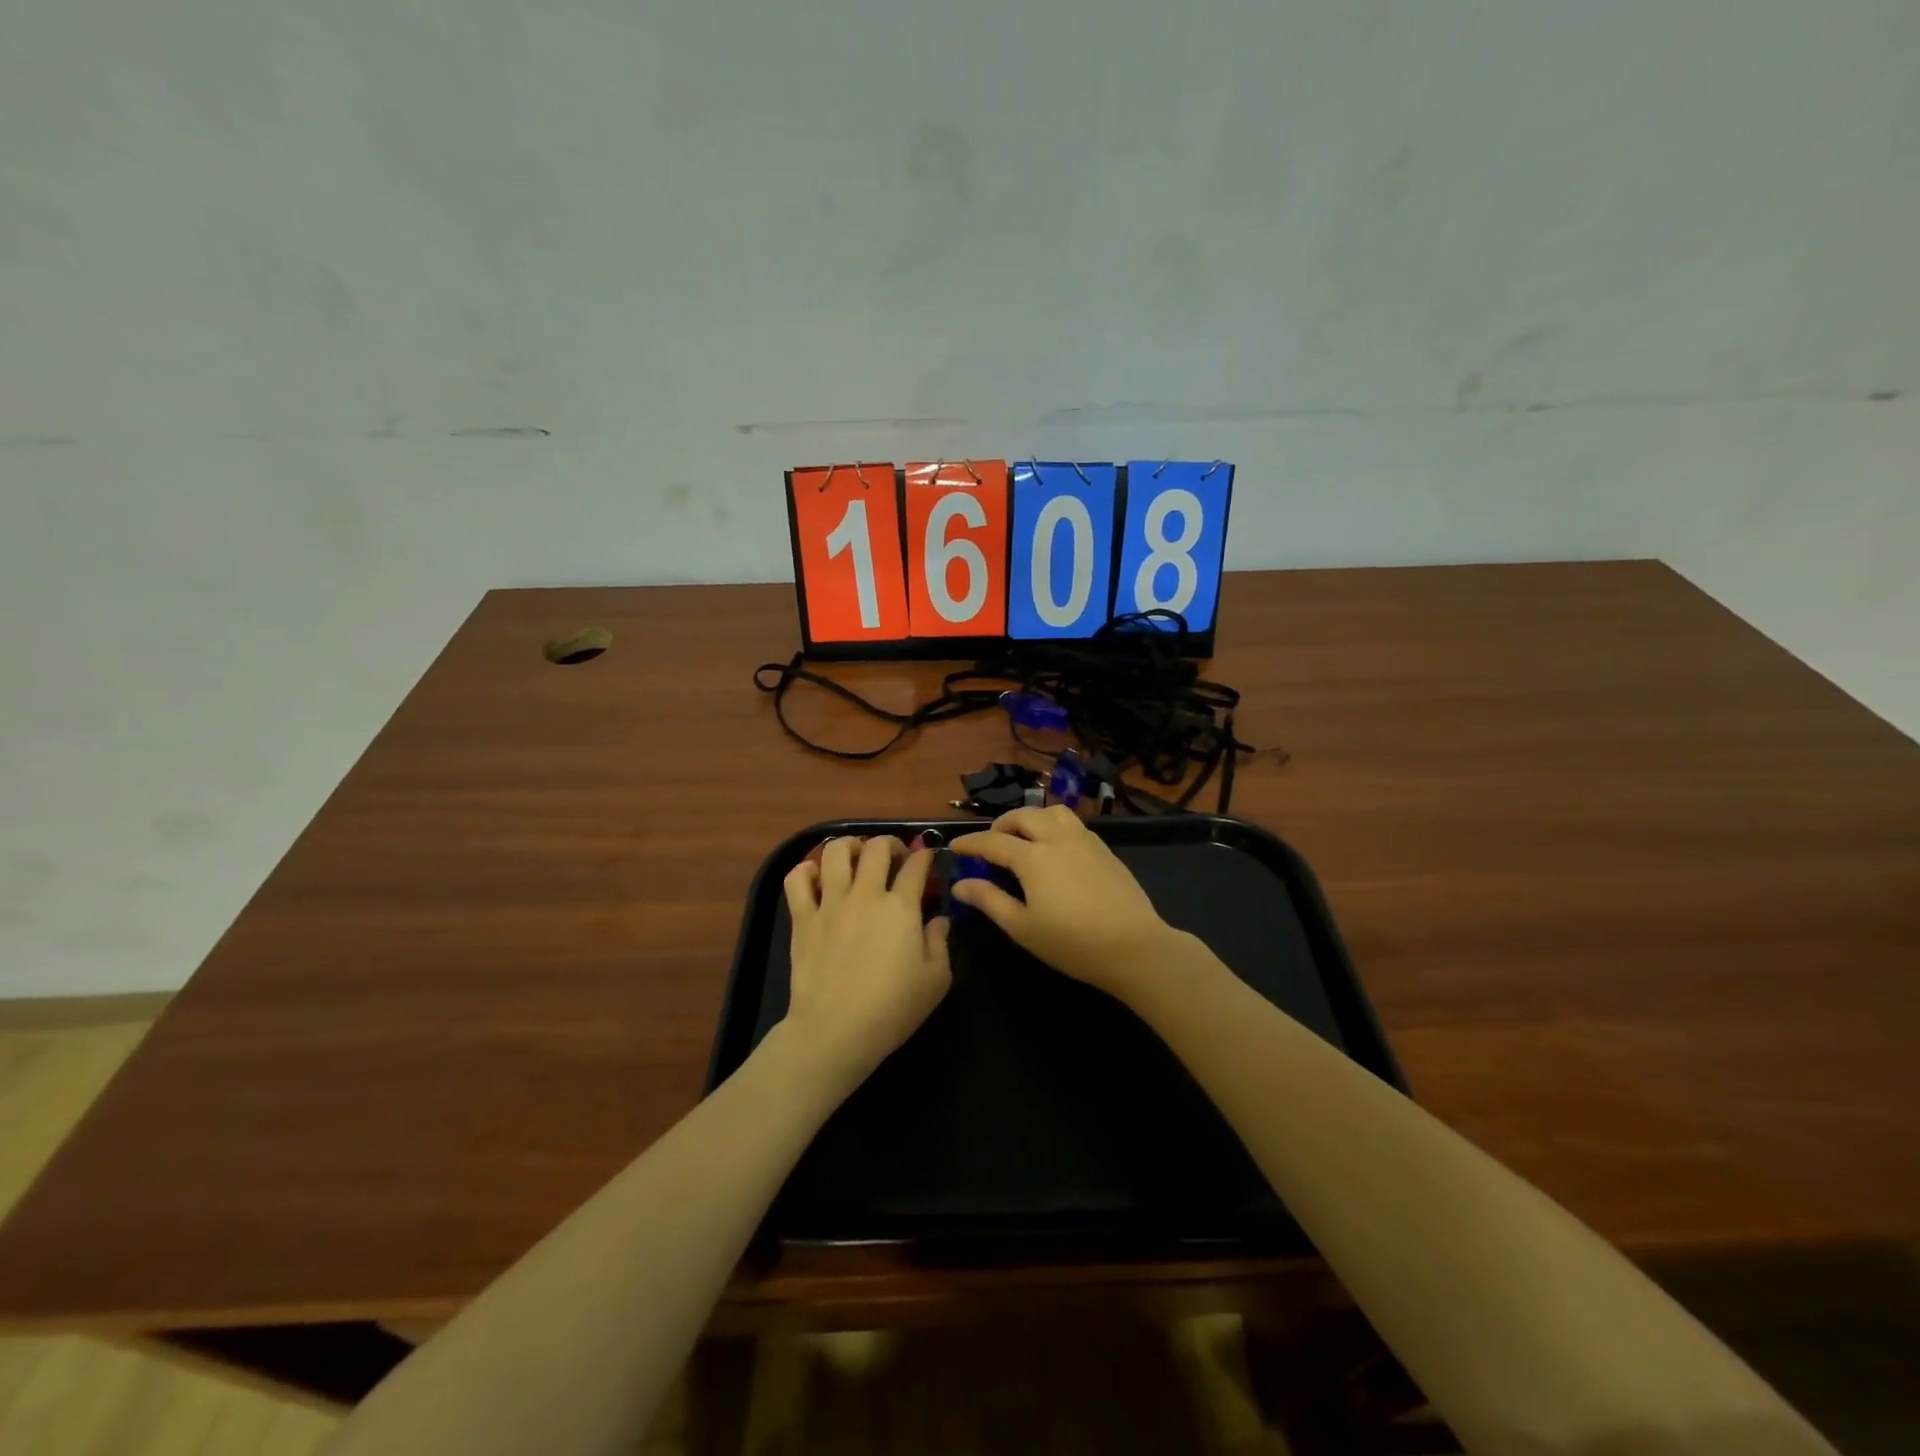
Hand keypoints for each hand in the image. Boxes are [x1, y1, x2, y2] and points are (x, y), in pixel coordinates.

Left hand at [777, 836, 951, 1095]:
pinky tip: (816, 876)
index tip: (928, 859)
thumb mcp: (936, 980)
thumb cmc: (892, 1008)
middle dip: (889, 843)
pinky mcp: (802, 918)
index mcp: (901, 906)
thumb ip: (940, 943)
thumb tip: (938, 920)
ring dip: (849, 846)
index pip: (916, 865)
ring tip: (855, 856)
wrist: (836, 1030)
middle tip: (893, 857)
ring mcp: (830, 903)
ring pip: (834, 851)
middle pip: (876, 847)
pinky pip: (797, 879)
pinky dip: (806, 870)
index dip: (925, 856)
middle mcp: (865, 894)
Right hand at [949, 806, 1180, 999]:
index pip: (992, 841)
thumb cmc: (1072, 942)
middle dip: (1001, 824)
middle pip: (1023, 816)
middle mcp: (1057, 838)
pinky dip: (1054, 826)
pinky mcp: (1105, 849)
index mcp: (1033, 857)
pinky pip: (1073, 824)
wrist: (1133, 946)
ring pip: (1052, 812)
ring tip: (1024, 837)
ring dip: (1031, 818)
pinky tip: (1055, 848)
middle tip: (990, 842)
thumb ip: (989, 901)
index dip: (970, 842)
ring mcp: (1085, 840)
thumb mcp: (1022, 927)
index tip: (955, 846)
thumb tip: (961, 884)